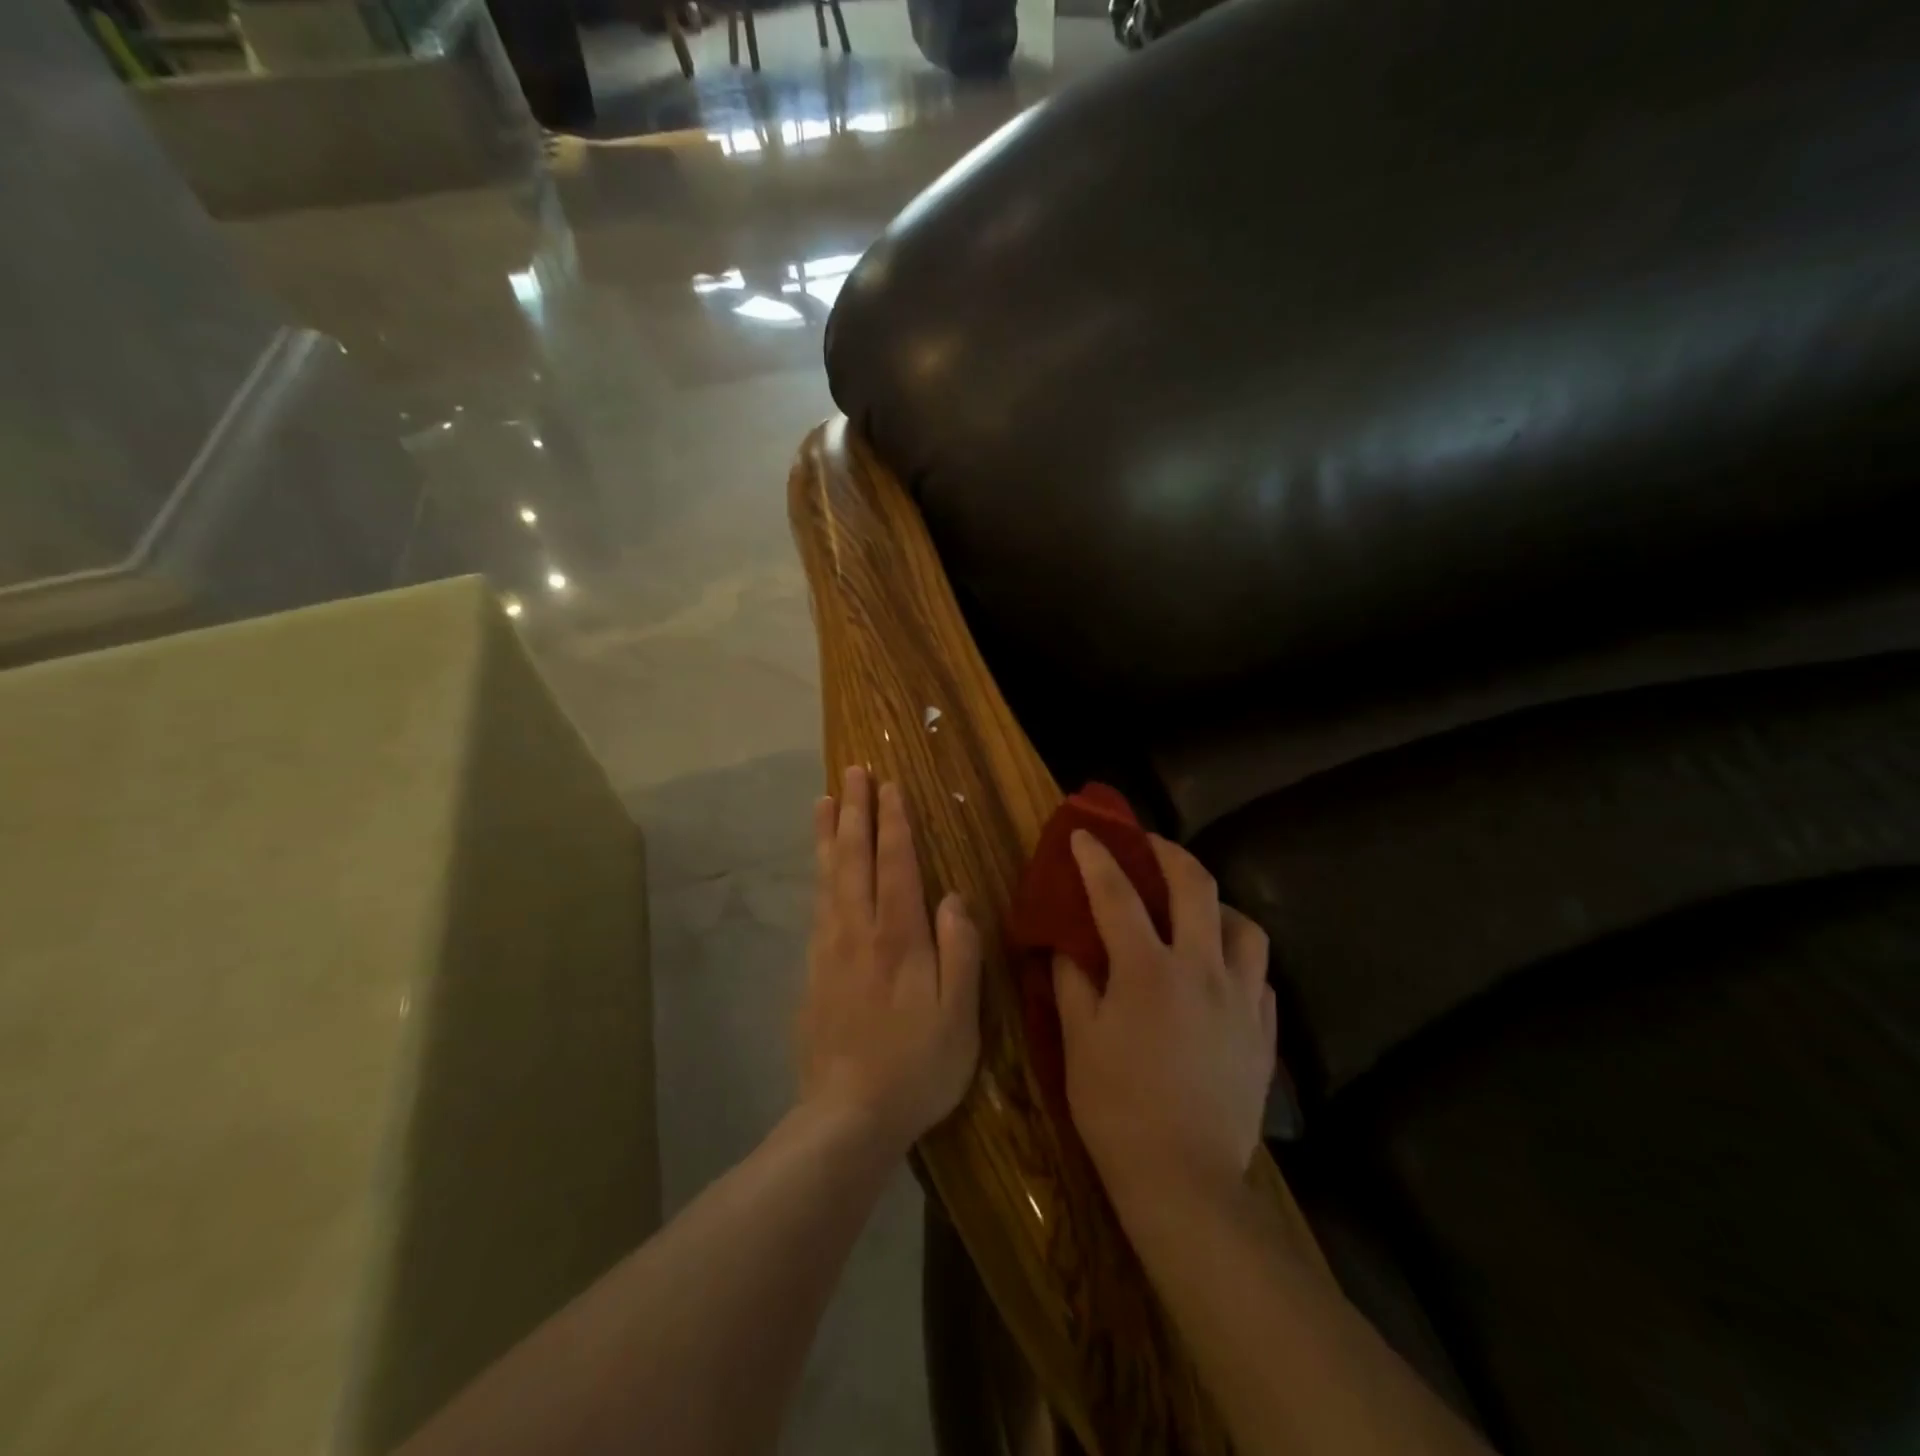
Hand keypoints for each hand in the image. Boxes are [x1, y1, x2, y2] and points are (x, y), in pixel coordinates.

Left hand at [800, 767, 982, 1158]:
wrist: (847, 1117)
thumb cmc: (916, 1067)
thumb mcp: (959, 1016)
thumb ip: (959, 951)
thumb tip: (953, 897)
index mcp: (899, 938)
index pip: (896, 865)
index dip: (894, 823)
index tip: (889, 787)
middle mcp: (859, 932)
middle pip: (854, 859)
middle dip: (854, 811)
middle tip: (851, 772)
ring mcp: (829, 950)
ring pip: (828, 877)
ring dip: (827, 834)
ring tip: (824, 800)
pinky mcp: (812, 971)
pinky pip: (816, 906)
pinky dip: (817, 875)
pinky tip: (819, 867)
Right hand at [1053, 831, 1275, 1214]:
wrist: (1185, 1181)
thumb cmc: (1117, 1108)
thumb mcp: (1079, 1042)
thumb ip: (1073, 983)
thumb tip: (1066, 945)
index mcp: (1148, 970)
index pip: (1118, 895)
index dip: (1097, 858)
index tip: (1084, 834)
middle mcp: (1203, 970)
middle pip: (1196, 887)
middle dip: (1169, 854)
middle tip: (1148, 846)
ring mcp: (1242, 1000)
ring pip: (1246, 927)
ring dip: (1217, 906)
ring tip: (1196, 913)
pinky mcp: (1263, 1032)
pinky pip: (1259, 977)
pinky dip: (1238, 961)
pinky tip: (1220, 974)